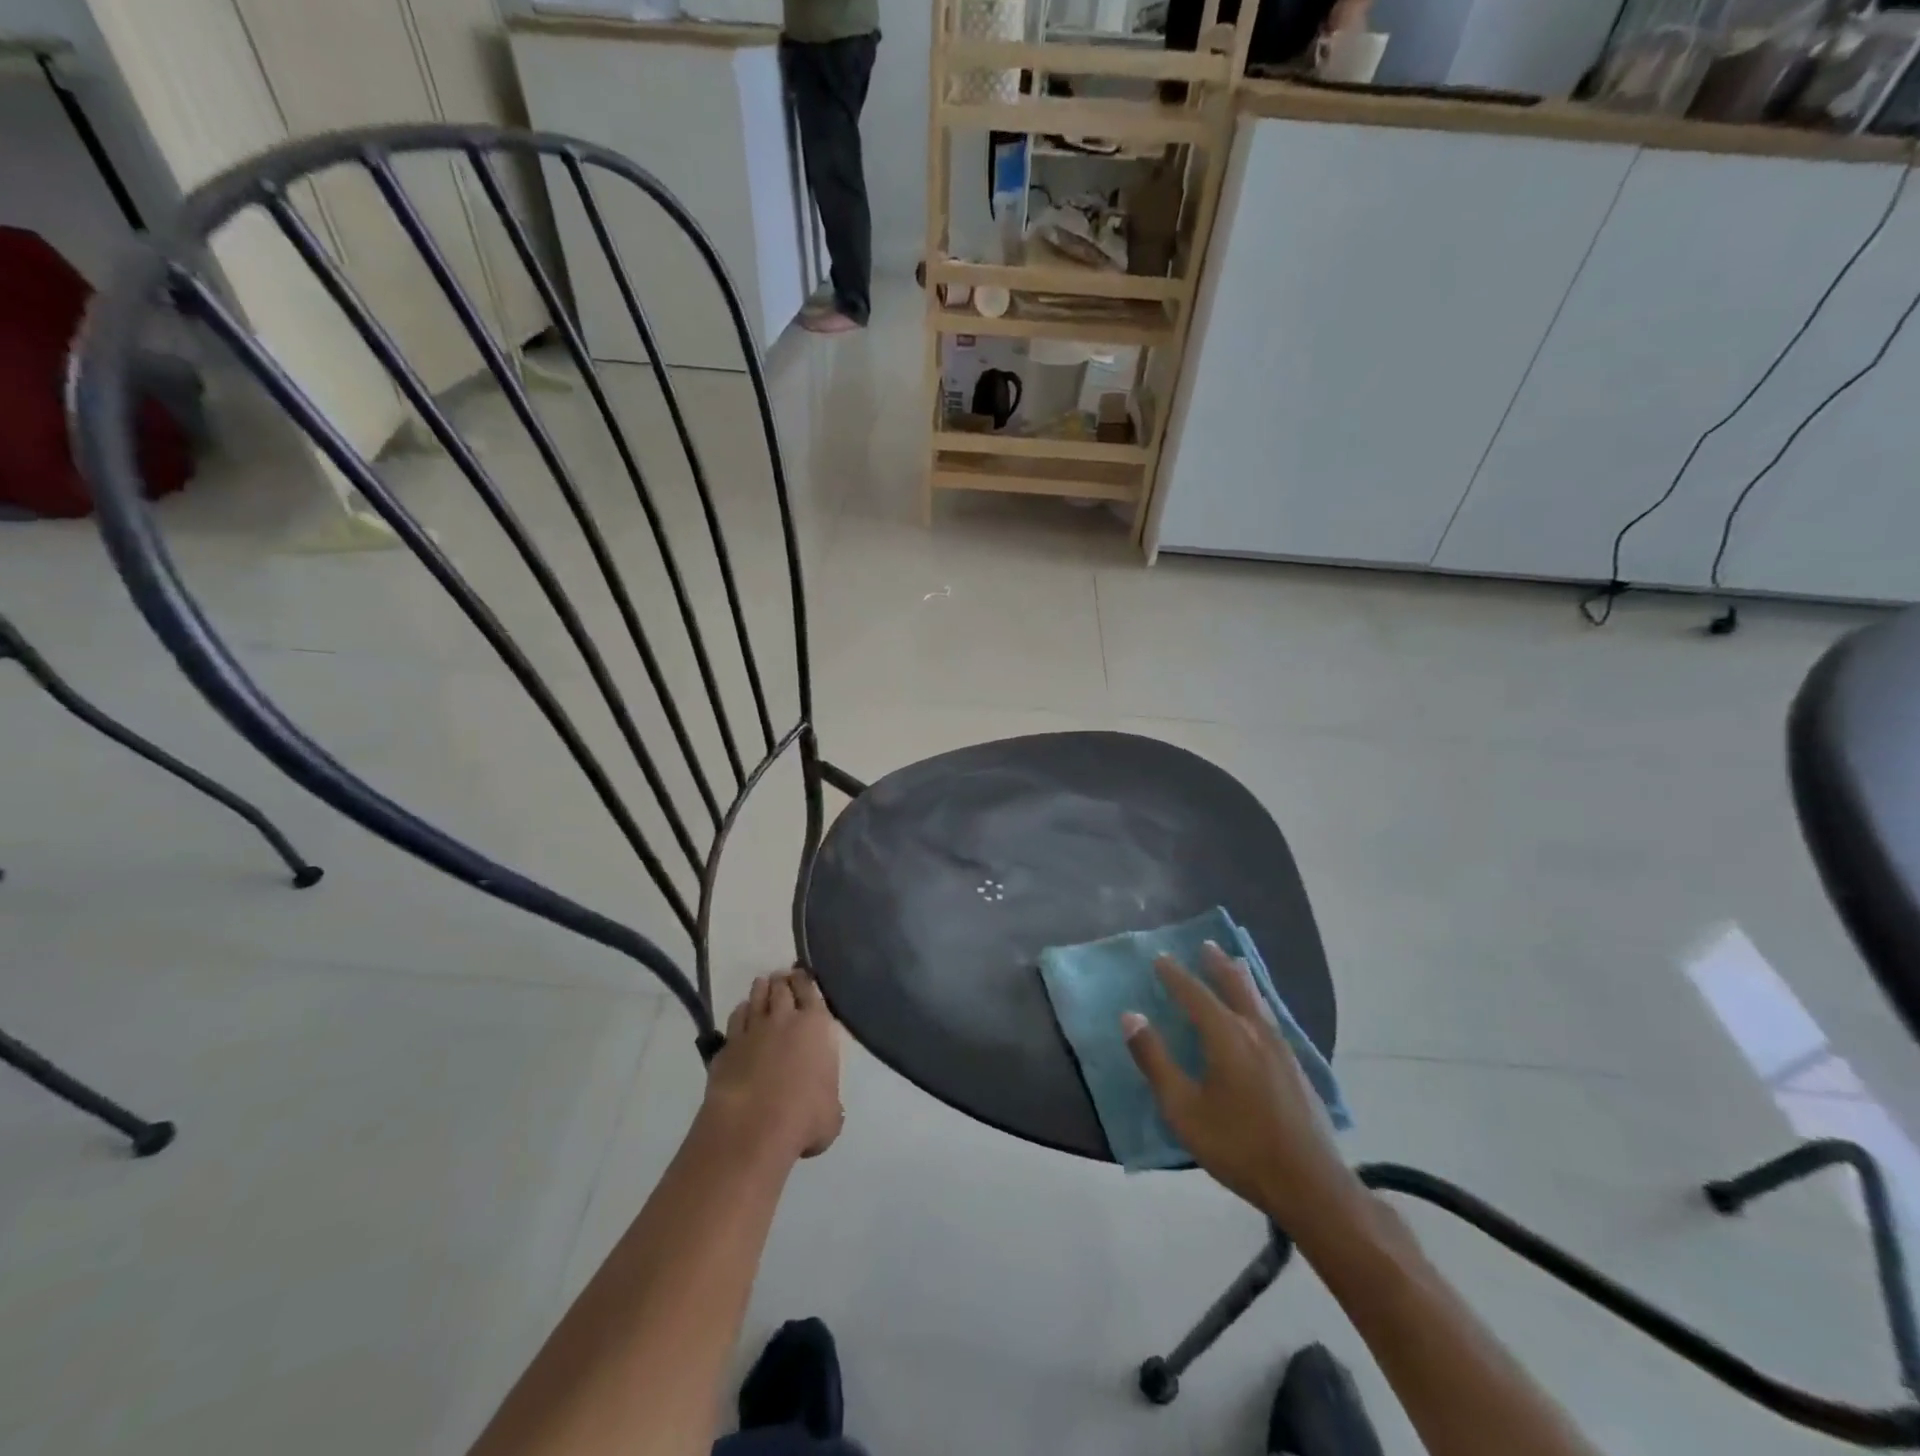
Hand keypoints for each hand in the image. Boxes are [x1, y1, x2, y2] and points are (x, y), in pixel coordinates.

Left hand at [702, 968, 843, 1163]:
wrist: (752, 1128)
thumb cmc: (803, 1118)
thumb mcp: (832, 1113)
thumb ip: (829, 1097)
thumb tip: (823, 1102)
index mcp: (816, 1026)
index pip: (811, 991)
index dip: (806, 981)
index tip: (802, 975)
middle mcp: (784, 1019)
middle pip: (782, 988)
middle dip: (783, 981)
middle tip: (782, 978)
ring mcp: (752, 1030)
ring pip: (757, 997)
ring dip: (761, 990)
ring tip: (762, 986)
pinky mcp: (727, 1047)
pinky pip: (736, 1019)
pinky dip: (741, 1012)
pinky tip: (743, 1014)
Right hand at [1123, 942, 1358, 1233]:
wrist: (1310, 1185)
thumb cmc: (1238, 1146)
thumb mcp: (1183, 1109)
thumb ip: (1155, 1060)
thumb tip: (1131, 1016)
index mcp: (1226, 1036)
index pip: (1195, 994)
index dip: (1176, 975)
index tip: (1160, 958)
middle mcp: (1255, 1032)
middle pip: (1235, 987)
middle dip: (1217, 965)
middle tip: (1206, 944)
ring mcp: (1282, 1050)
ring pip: (1258, 1001)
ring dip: (1242, 980)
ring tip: (1235, 964)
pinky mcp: (1297, 1069)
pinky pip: (1271, 1019)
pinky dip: (1258, 1003)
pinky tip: (1260, 1015)